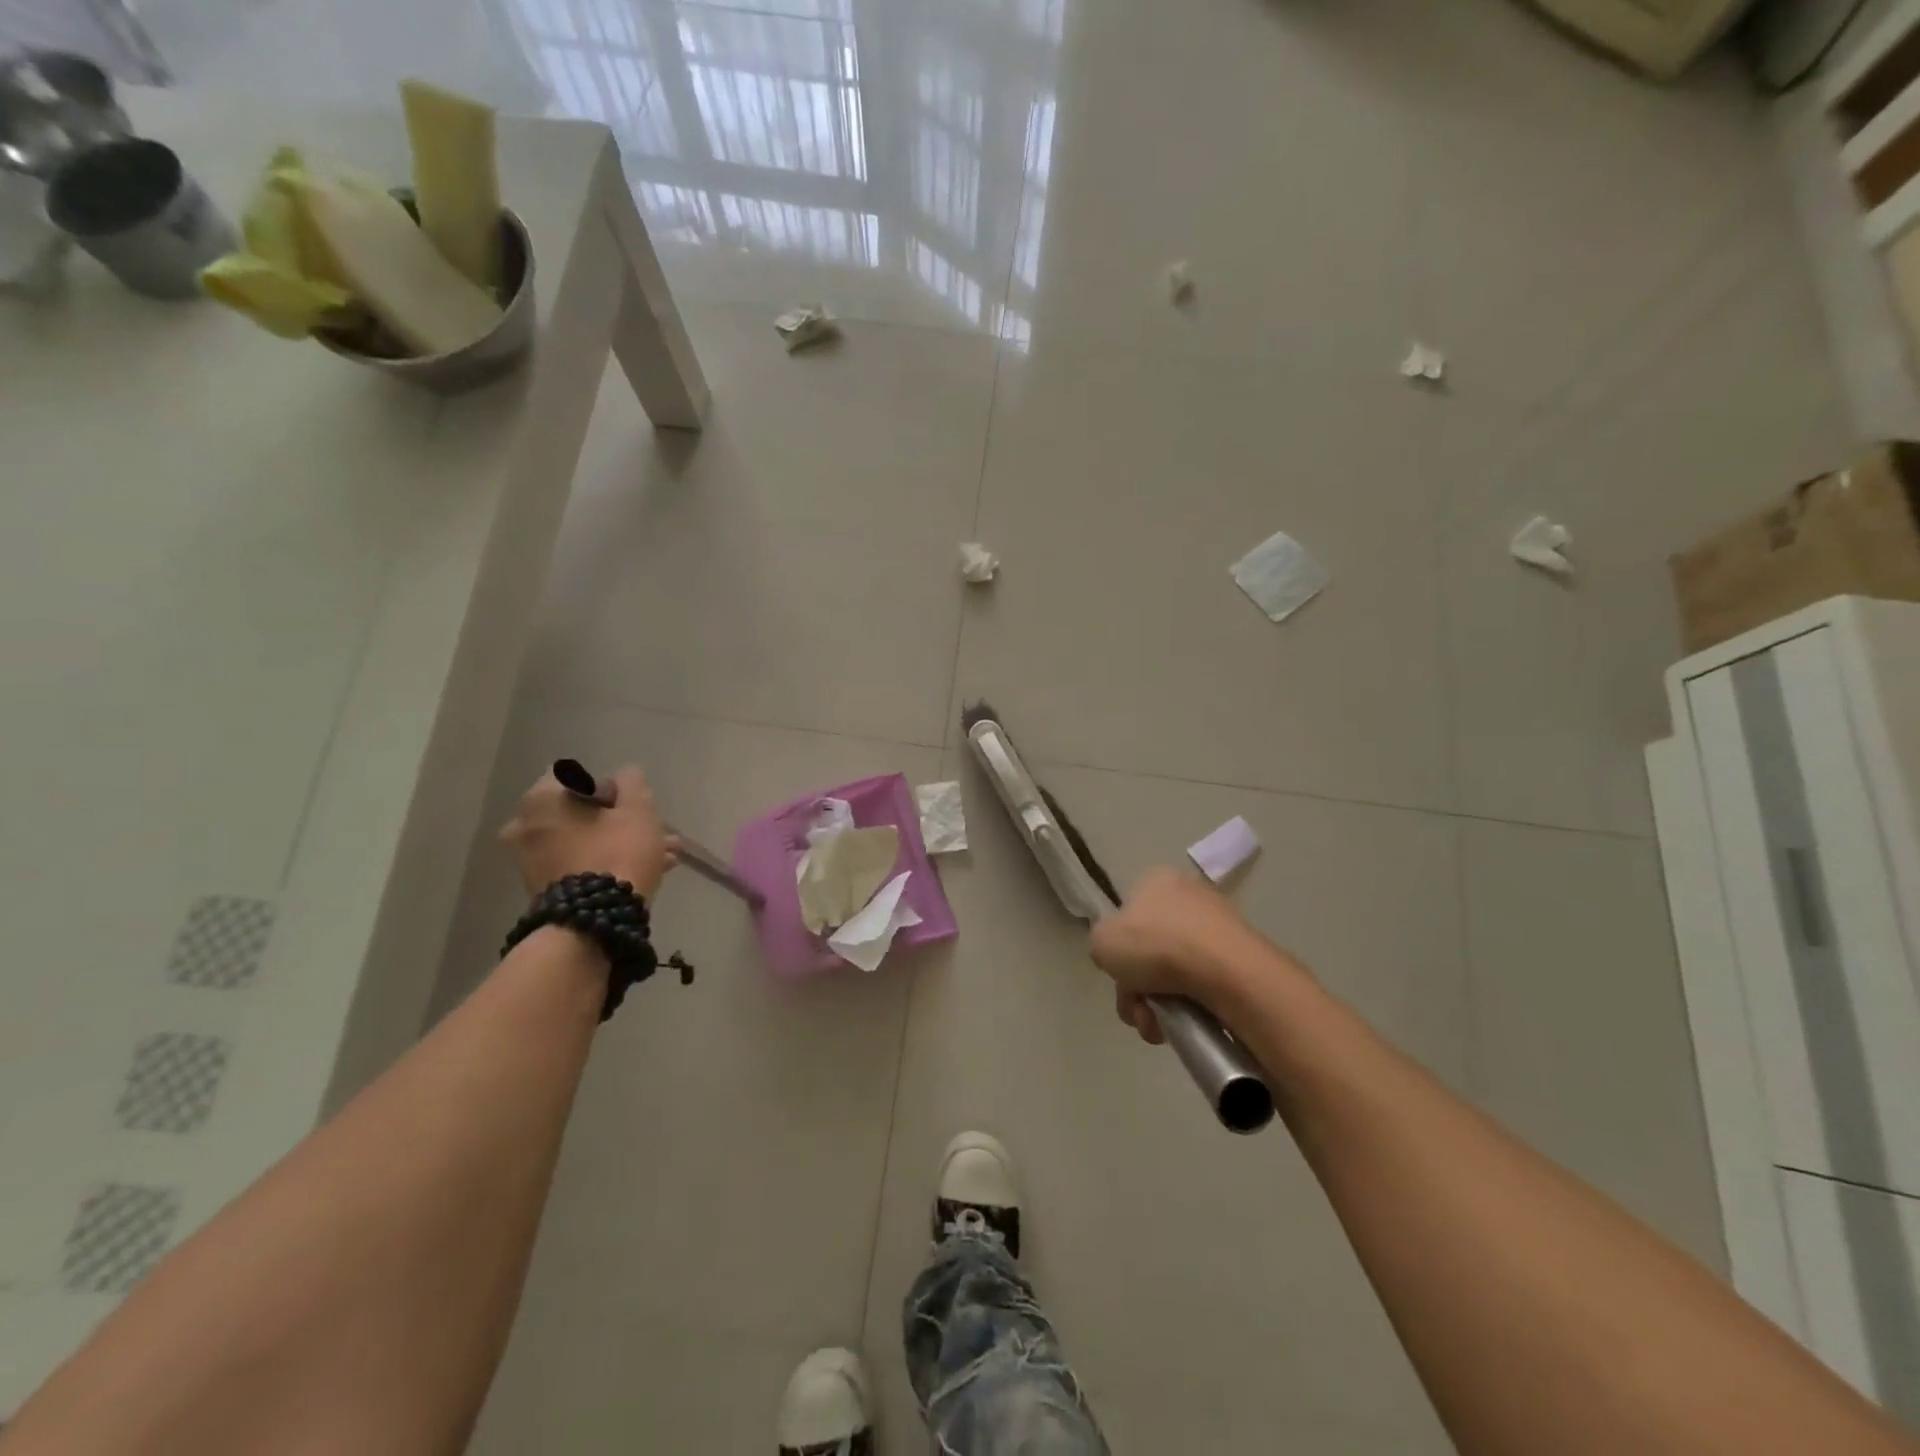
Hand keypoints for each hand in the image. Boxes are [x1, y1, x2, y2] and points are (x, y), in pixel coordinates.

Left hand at [499, 765, 678, 898]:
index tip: (635, 805)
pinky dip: (606, 862)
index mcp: (542, 799)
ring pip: (585, 840)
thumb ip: (632, 783)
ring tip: (662, 855)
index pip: (580, 777)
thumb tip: (624, 776)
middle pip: (583, 812)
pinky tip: (644, 872)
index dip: (613, 787)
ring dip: (619, 842)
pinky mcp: (542, 888)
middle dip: (621, 820)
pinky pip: (579, 863)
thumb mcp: (638, 810)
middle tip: (655, 831)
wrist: (594, 922)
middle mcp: (525, 825)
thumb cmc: (617, 853)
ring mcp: (530, 860)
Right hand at [1089, 867, 1259, 1044]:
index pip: (1128, 916)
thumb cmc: (1156, 946)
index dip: (1119, 952)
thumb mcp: (1102, 941)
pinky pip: (1204, 984)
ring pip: (1175, 972)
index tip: (1121, 977)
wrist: (1226, 972)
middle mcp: (1190, 896)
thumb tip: (1122, 959)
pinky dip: (1191, 1006)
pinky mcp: (1242, 957)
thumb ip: (1102, 945)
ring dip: (1160, 1004)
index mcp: (1157, 881)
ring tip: (1160, 1027)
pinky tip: (1187, 1024)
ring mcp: (1219, 926)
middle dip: (1138, 988)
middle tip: (1138, 1010)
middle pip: (1150, 950)